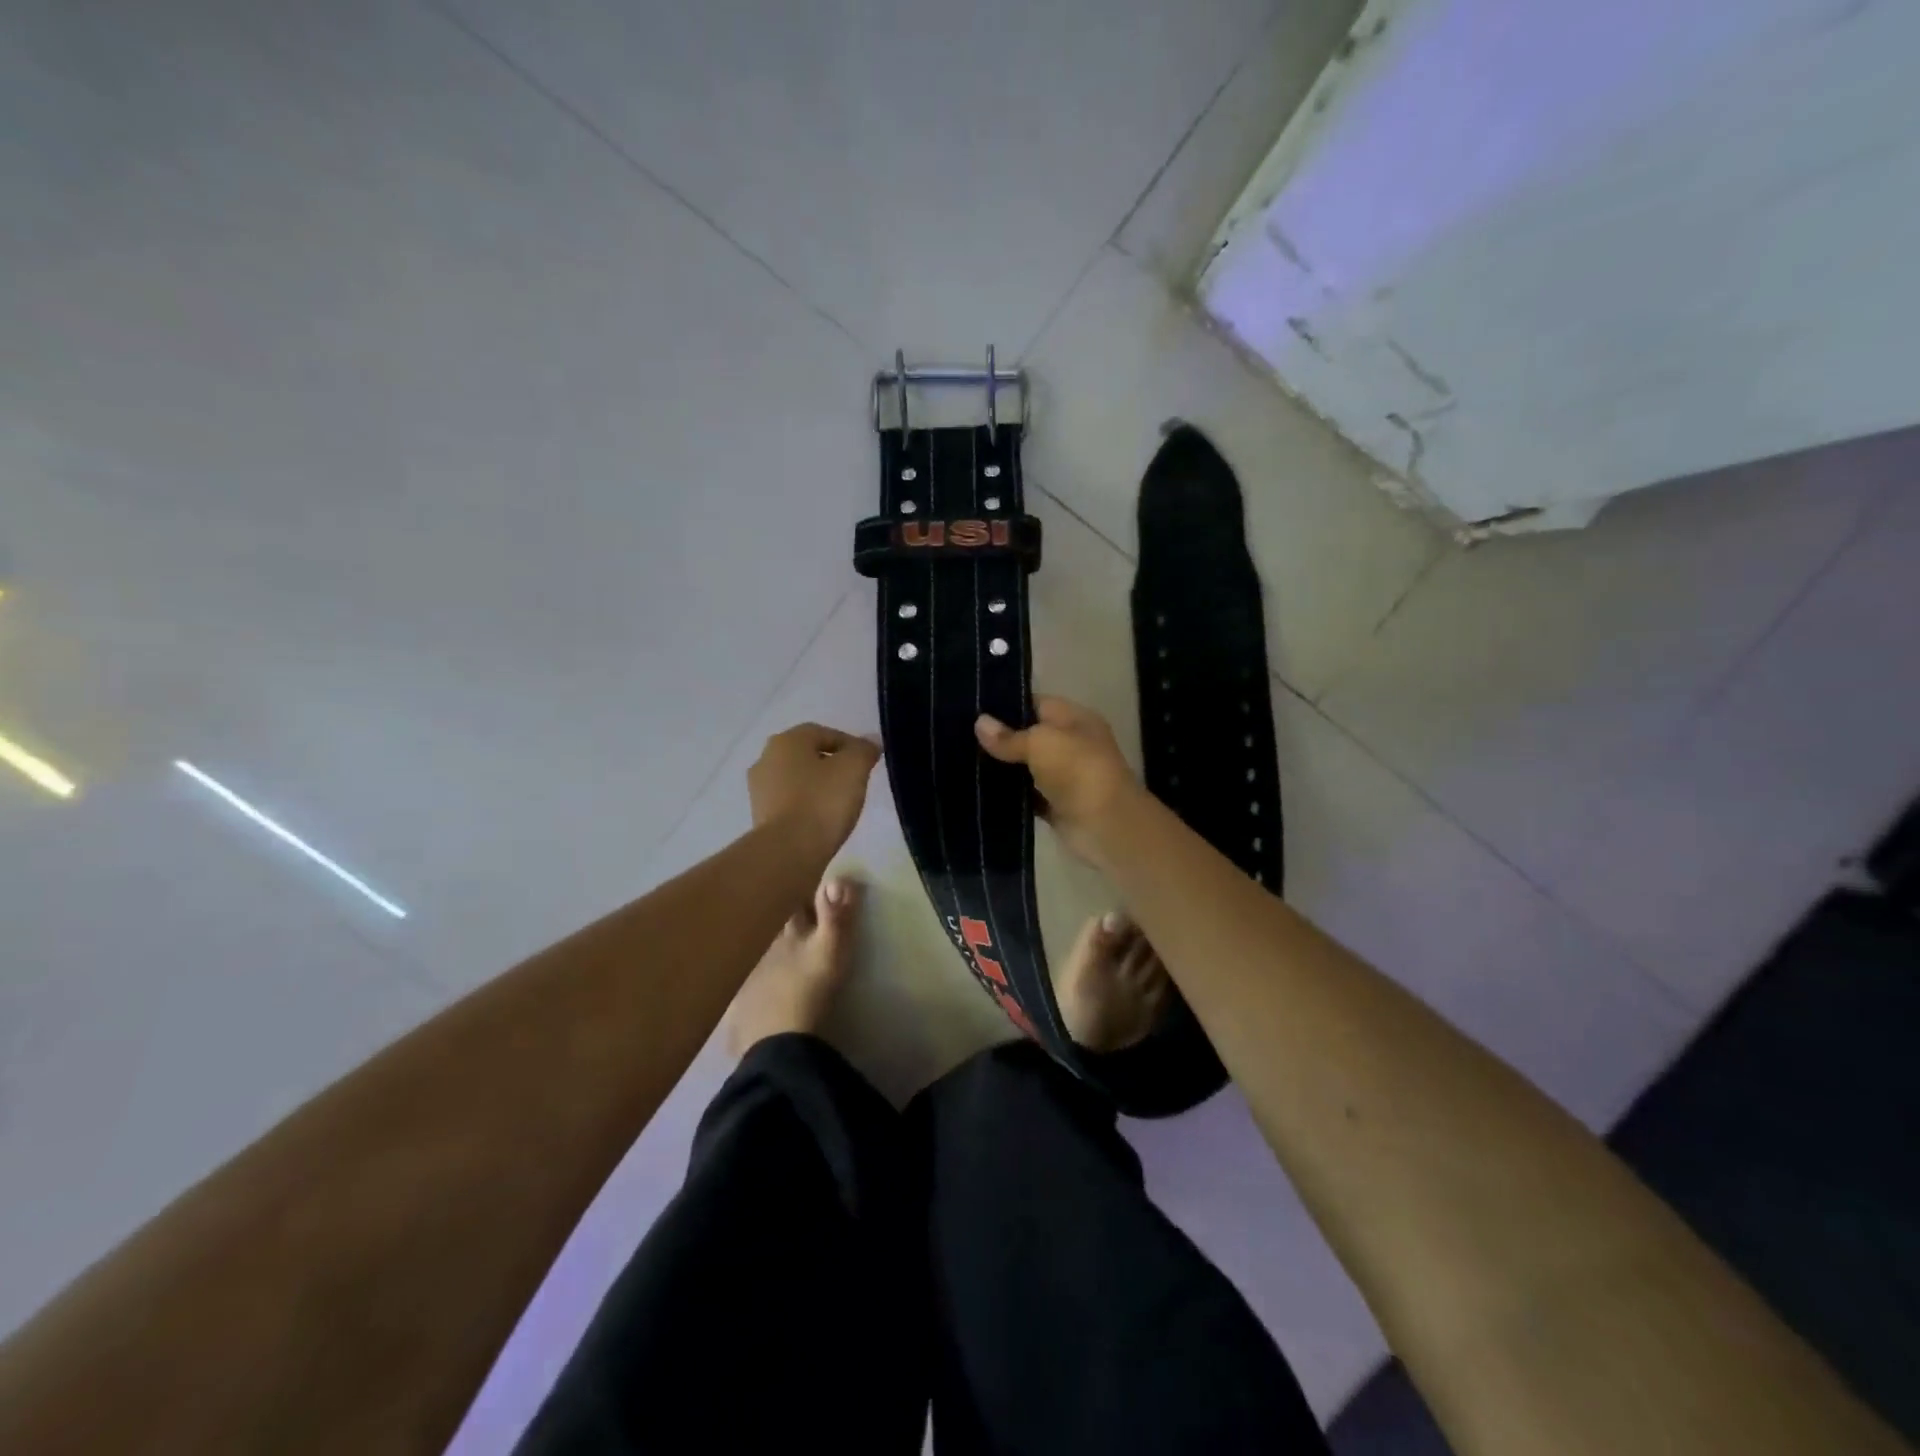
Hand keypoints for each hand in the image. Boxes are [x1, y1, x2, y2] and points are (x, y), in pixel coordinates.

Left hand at [748, 724, 881, 857]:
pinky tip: (821, 818)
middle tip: (854, 780)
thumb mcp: (853, 769)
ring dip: (816, 784)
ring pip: (796, 778)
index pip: (823, 733)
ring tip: (839, 802)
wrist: (788, 851)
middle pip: (806, 754)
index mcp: (787, 740)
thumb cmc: (822, 801)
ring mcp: (758, 789)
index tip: (867, 762)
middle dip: (831, 763)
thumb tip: (871, 741)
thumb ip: (863, 750)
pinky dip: (805, 804)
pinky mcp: (759, 815)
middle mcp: (766, 758)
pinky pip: (789, 801)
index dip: (849, 744)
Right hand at [975, 697, 1143, 865]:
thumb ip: (1009, 736)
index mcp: (1075, 719)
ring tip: (961, 760)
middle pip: (1029, 736)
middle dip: (999, 738)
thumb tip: (979, 723)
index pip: (1036, 704)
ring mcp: (1064, 777)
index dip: (1006, 705)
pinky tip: (978, 790)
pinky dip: (1008, 795)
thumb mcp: (1041, 742)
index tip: (972, 709)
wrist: (1106, 826)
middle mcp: (1071, 745)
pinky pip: (1026, 795)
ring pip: (1025, 767)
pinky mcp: (1055, 806)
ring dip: (1001, 768)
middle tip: (958, 736)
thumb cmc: (1077, 771)